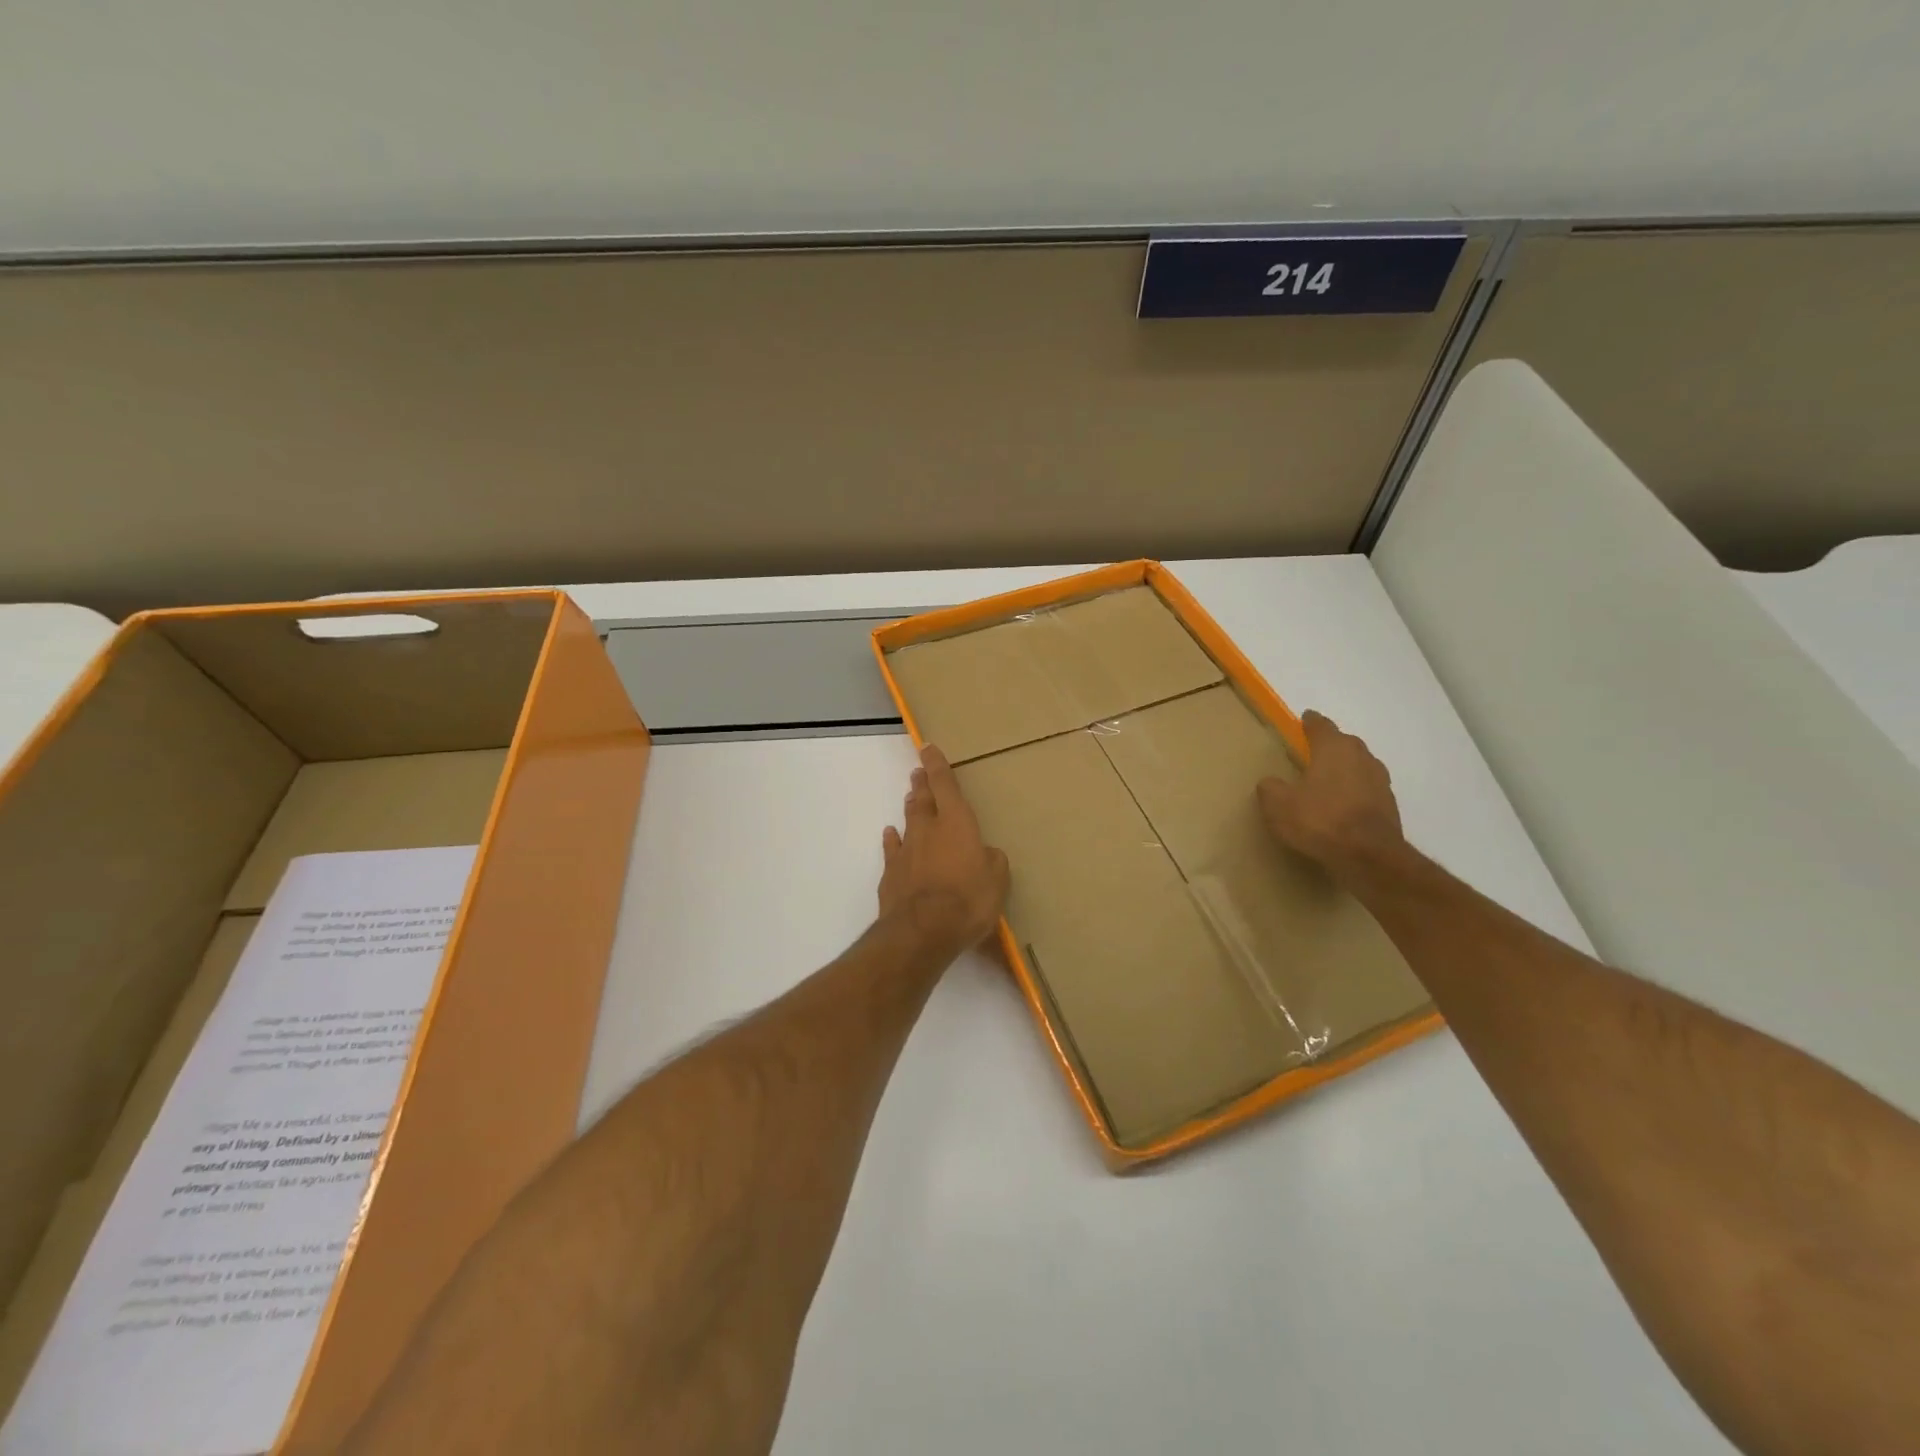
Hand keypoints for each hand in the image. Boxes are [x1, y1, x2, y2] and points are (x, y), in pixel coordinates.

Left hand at [880, 744, 1010, 961]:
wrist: (922, 931)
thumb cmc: (968, 900)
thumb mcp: (997, 881)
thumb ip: (992, 861)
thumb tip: (986, 854)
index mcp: (956, 823)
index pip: (945, 785)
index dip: (937, 765)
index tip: (927, 748)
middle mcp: (928, 829)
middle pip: (923, 799)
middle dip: (922, 784)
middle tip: (918, 772)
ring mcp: (906, 850)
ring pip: (908, 820)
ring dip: (910, 807)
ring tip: (911, 797)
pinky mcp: (891, 873)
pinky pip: (892, 849)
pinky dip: (892, 840)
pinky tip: (891, 835)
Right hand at [1257, 711, 1405, 881]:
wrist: (1369, 856)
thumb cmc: (1320, 820)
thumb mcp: (1278, 805)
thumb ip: (1271, 788)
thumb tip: (1270, 782)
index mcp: (1333, 749)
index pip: (1321, 726)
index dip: (1311, 722)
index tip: (1305, 718)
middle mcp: (1361, 757)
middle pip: (1345, 743)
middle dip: (1331, 744)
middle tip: (1314, 751)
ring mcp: (1380, 781)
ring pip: (1360, 765)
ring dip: (1346, 768)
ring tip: (1329, 779)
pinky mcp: (1390, 805)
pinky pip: (1368, 789)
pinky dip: (1356, 791)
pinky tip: (1344, 804)